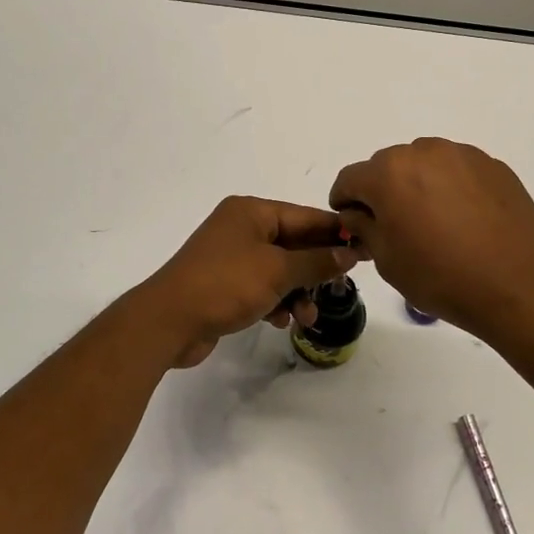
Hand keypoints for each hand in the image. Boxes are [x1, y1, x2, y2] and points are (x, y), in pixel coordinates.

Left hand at [137, 197, 361, 366]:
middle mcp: (241, 228)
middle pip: (293, 243)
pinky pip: (261, 286)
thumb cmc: (225, 284)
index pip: (305, 216)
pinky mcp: (224, 284)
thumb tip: (348, 252)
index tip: (365, 247)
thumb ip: (316, 261)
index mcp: (251, 212)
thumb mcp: (277, 271)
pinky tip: (282, 321)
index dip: (335, 232)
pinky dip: (275, 301)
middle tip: (341, 287)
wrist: (168, 321)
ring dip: (297, 291)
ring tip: (307, 317)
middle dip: (316, 269)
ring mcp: (231, 256)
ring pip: (279, 269)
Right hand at [329, 138, 533, 337]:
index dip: (344, 202)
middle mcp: (422, 152)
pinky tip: (463, 220)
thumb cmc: (441, 277)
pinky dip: (450, 187)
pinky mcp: (492, 165)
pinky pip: (457, 171)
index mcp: (388, 173)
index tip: (351, 223)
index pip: (350, 179)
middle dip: (382, 191)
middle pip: (387, 166)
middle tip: (394, 226)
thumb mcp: (387, 260)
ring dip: (417, 185)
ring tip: (433, 222)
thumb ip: (363, 227)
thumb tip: (358, 214)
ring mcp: (461, 155)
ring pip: (424, 164)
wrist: (518, 285)